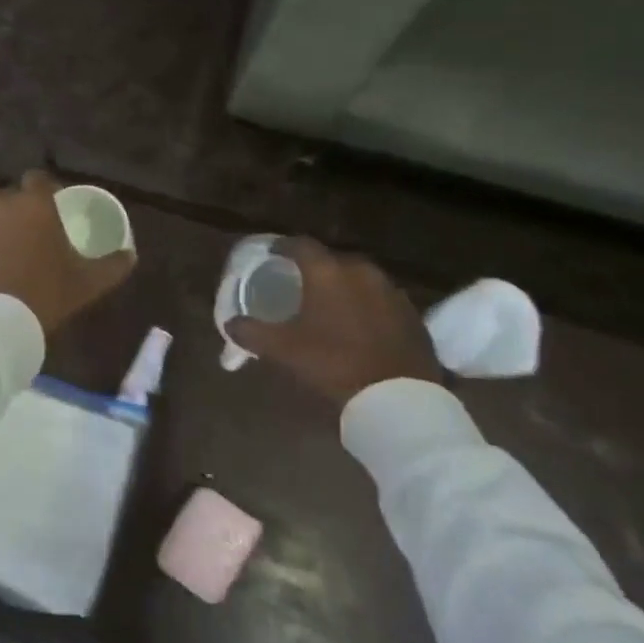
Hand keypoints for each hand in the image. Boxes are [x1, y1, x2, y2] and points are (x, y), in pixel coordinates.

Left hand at [0, 170, 134, 332]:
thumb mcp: (87, 283)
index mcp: (35, 204)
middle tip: (23, 220)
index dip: (45, 188)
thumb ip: (112, 266)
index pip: (38, 177)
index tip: (52, 205)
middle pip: (4, 185)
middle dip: (13, 197)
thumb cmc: (45, 294)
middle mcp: (2, 201)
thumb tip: (130, 255)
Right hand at [229, 238, 441, 406]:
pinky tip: (357, 324)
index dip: (282, 246)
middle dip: (315, 267)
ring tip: (328, 303)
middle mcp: (362, 272)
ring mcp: (392, 292)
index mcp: (328, 272)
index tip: (271, 254)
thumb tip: (231, 324)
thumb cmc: (332, 363)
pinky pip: (381, 299)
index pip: (301, 244)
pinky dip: (365, 305)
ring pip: (360, 278)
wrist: (399, 397)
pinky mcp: (412, 315)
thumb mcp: (281, 349)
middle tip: (298, 282)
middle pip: (333, 259)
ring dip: (343, 286)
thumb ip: (250, 332)